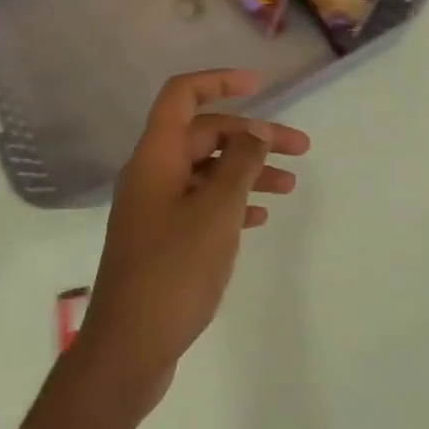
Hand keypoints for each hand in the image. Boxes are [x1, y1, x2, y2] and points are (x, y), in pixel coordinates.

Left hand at [78, 69, 309, 405]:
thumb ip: (240, 164)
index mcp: (156, 156)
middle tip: (299, 150)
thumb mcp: (216, 211)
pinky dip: (231, 203)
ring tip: (288, 187)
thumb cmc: (174, 271)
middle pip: (204, 135)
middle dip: (252, 137)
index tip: (260, 85)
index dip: (219, 81)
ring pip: (206, 172)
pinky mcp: (162, 239)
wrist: (129, 347)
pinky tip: (259, 218)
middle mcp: (152, 174)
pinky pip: (200, 204)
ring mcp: (155, 208)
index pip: (182, 96)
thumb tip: (256, 131)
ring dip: (247, 171)